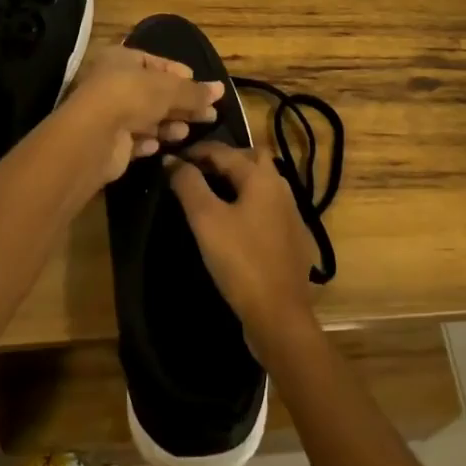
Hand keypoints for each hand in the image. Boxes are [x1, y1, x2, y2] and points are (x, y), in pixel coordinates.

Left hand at [61, 46, 223, 185]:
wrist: (94, 137)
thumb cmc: (132, 96)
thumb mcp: (169, 89)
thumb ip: (195, 91)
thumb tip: (221, 89)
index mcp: (121, 59)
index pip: (156, 62)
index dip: (180, 74)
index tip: (202, 87)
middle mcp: (113, 83)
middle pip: (154, 93)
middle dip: (181, 104)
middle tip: (209, 115)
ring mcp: (109, 113)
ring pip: (146, 117)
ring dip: (167, 124)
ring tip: (186, 132)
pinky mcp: (109, 142)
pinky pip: (134, 140)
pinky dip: (148, 142)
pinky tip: (160, 146)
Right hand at [169, 141, 316, 351]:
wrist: (279, 314)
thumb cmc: (240, 261)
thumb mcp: (206, 220)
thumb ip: (189, 185)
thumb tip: (172, 160)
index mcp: (261, 176)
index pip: (224, 151)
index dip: (196, 151)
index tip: (172, 159)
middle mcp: (281, 186)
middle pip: (251, 158)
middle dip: (224, 159)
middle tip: (197, 171)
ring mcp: (291, 212)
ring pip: (262, 182)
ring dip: (238, 180)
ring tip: (211, 193)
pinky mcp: (293, 236)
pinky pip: (268, 205)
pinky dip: (249, 202)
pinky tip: (236, 221)